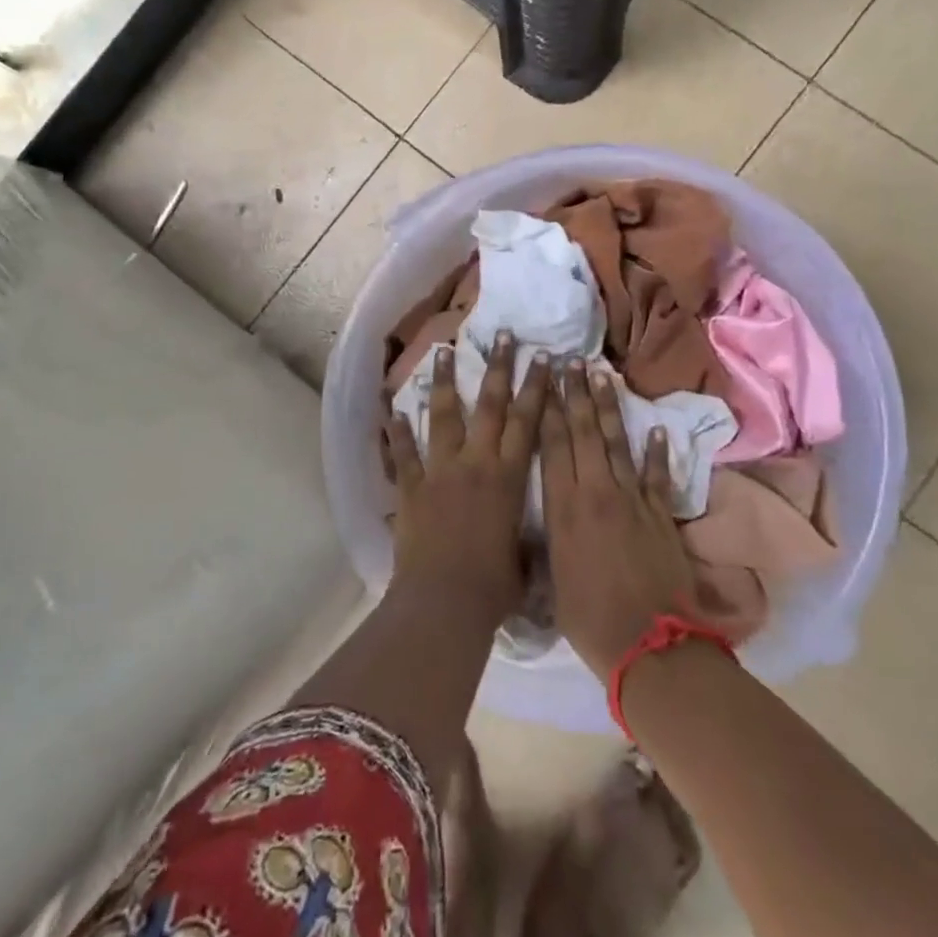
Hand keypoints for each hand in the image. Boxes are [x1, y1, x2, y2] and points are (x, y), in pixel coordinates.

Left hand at [382, 331, 549, 622]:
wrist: (445, 602)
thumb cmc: (494, 586)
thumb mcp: (525, 558)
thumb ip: (530, 538)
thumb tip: (543, 537)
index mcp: (508, 477)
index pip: (527, 421)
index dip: (537, 387)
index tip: (544, 357)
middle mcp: (475, 463)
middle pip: (490, 405)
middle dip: (498, 367)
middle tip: (503, 334)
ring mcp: (440, 471)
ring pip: (443, 416)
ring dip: (443, 382)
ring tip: (443, 350)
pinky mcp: (411, 487)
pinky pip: (403, 454)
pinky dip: (397, 432)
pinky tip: (392, 409)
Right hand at [540, 360, 698, 681]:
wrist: (650, 646)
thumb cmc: (588, 619)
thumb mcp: (550, 580)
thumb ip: (545, 543)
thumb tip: (533, 527)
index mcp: (564, 508)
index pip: (553, 445)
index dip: (549, 408)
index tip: (545, 377)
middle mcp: (596, 492)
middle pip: (584, 432)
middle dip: (576, 393)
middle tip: (571, 360)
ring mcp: (632, 500)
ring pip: (617, 443)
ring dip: (609, 407)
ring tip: (602, 375)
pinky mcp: (661, 515)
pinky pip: (658, 476)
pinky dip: (658, 452)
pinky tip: (658, 429)